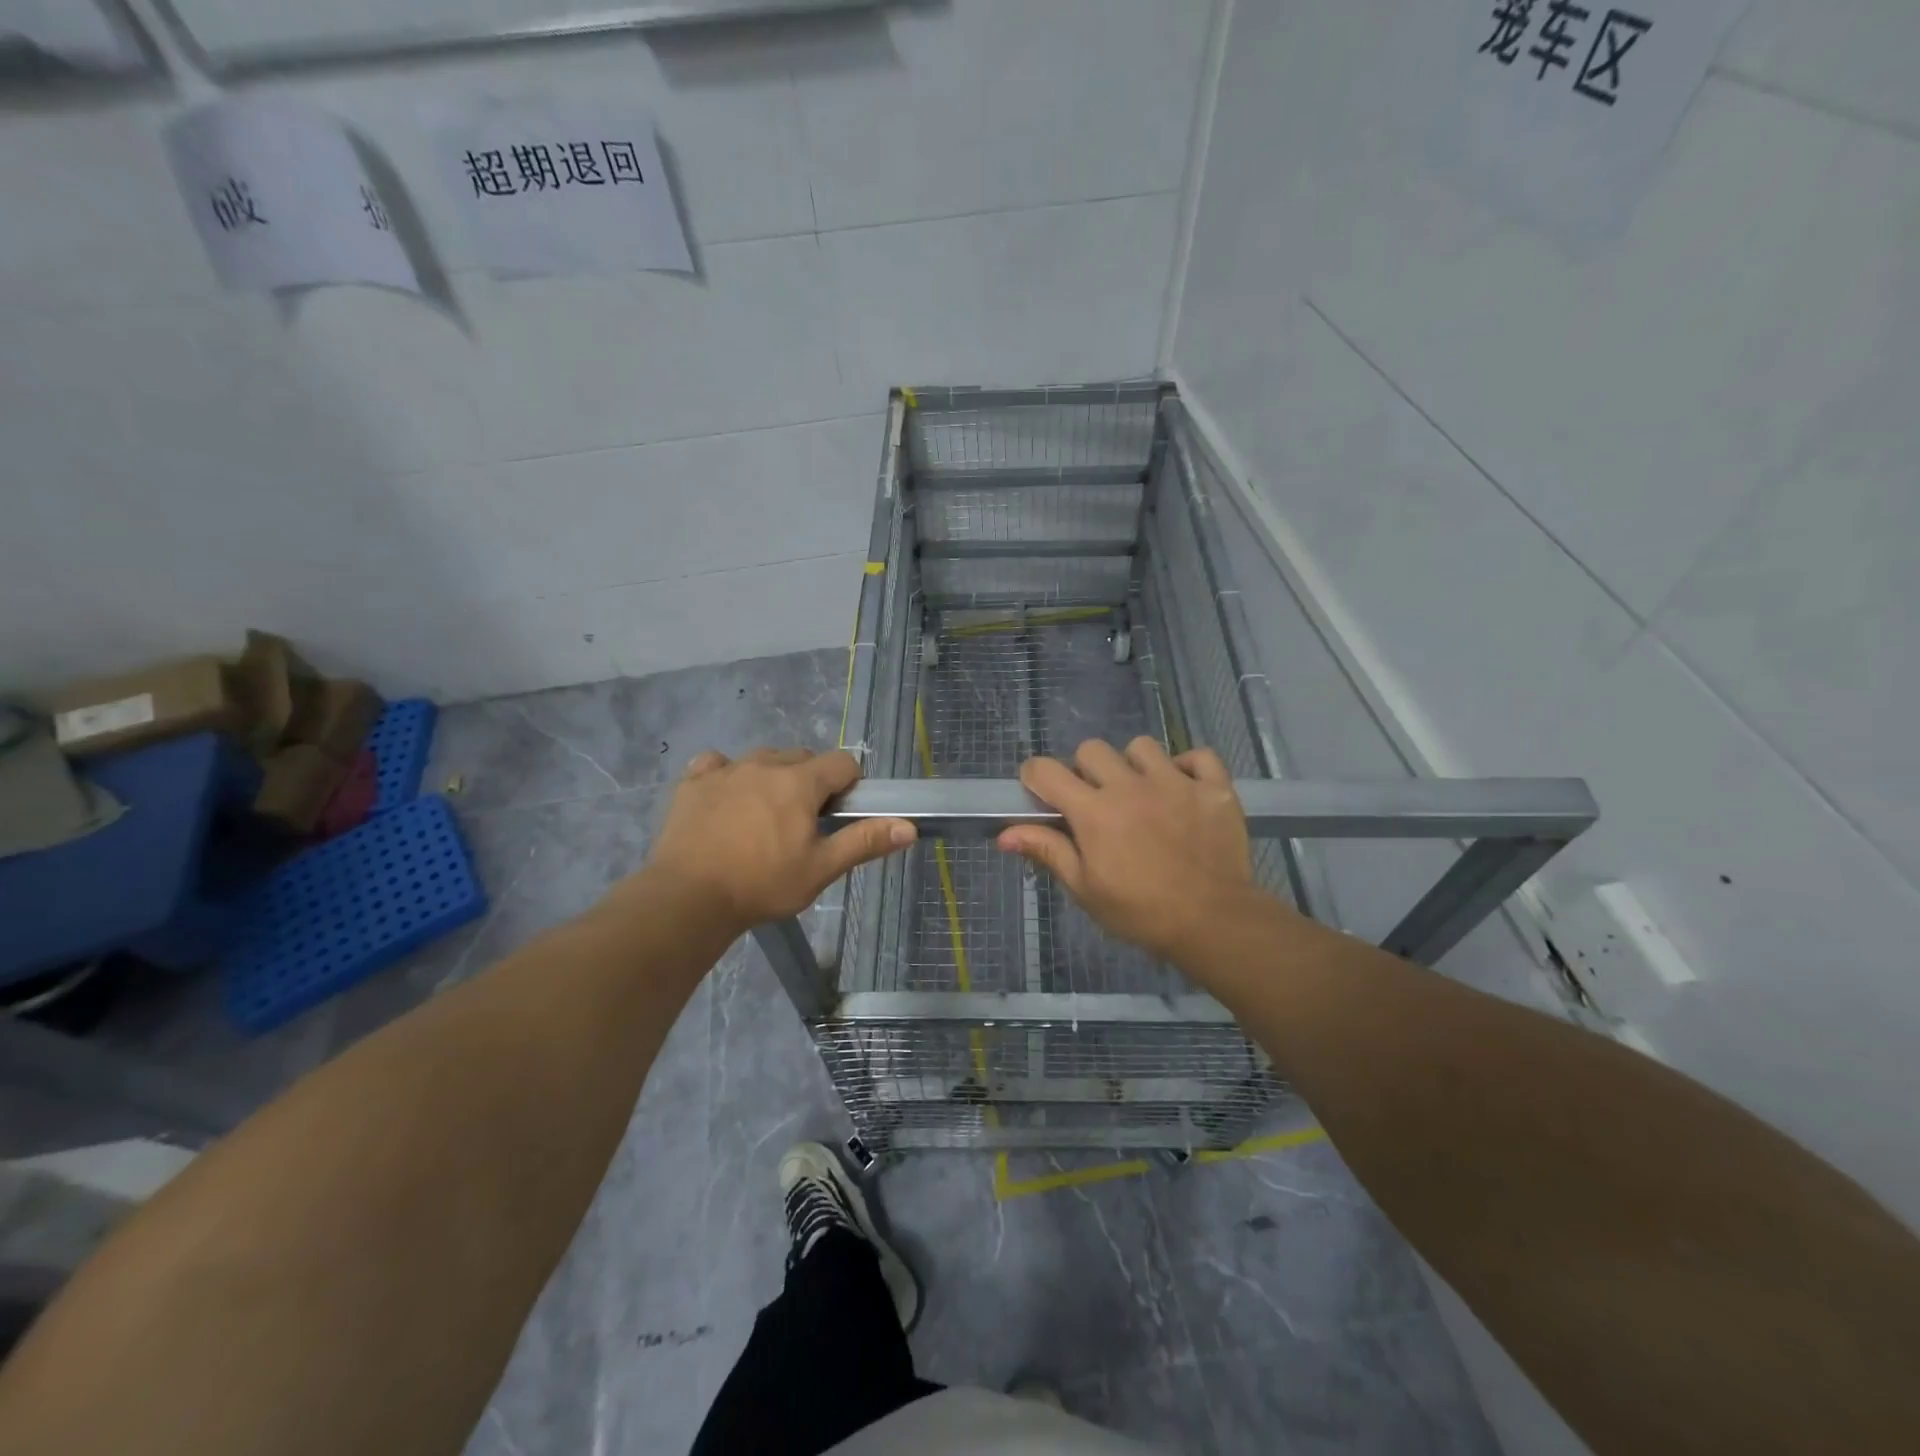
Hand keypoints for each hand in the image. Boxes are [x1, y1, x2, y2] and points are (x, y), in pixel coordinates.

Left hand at [642, 748, 914, 931]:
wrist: (688, 897)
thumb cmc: (762, 883)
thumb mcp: (820, 869)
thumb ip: (864, 841)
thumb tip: (909, 826)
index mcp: (800, 782)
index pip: (842, 762)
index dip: (849, 784)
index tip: (839, 813)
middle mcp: (765, 764)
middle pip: (802, 757)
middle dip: (811, 781)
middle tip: (803, 822)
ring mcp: (726, 769)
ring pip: (762, 759)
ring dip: (772, 777)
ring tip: (765, 815)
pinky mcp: (693, 782)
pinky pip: (717, 764)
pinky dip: (727, 775)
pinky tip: (725, 800)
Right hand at [997, 737, 1263, 964]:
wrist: (1213, 924)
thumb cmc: (1140, 912)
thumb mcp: (1085, 888)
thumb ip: (1048, 851)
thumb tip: (1003, 835)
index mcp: (1093, 811)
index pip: (1046, 770)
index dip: (1035, 777)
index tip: (1041, 793)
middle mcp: (1130, 786)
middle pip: (1091, 750)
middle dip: (1085, 771)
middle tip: (1096, 801)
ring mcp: (1175, 782)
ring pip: (1141, 747)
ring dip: (1134, 766)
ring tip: (1143, 794)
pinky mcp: (1213, 788)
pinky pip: (1198, 756)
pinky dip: (1189, 767)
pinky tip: (1184, 791)